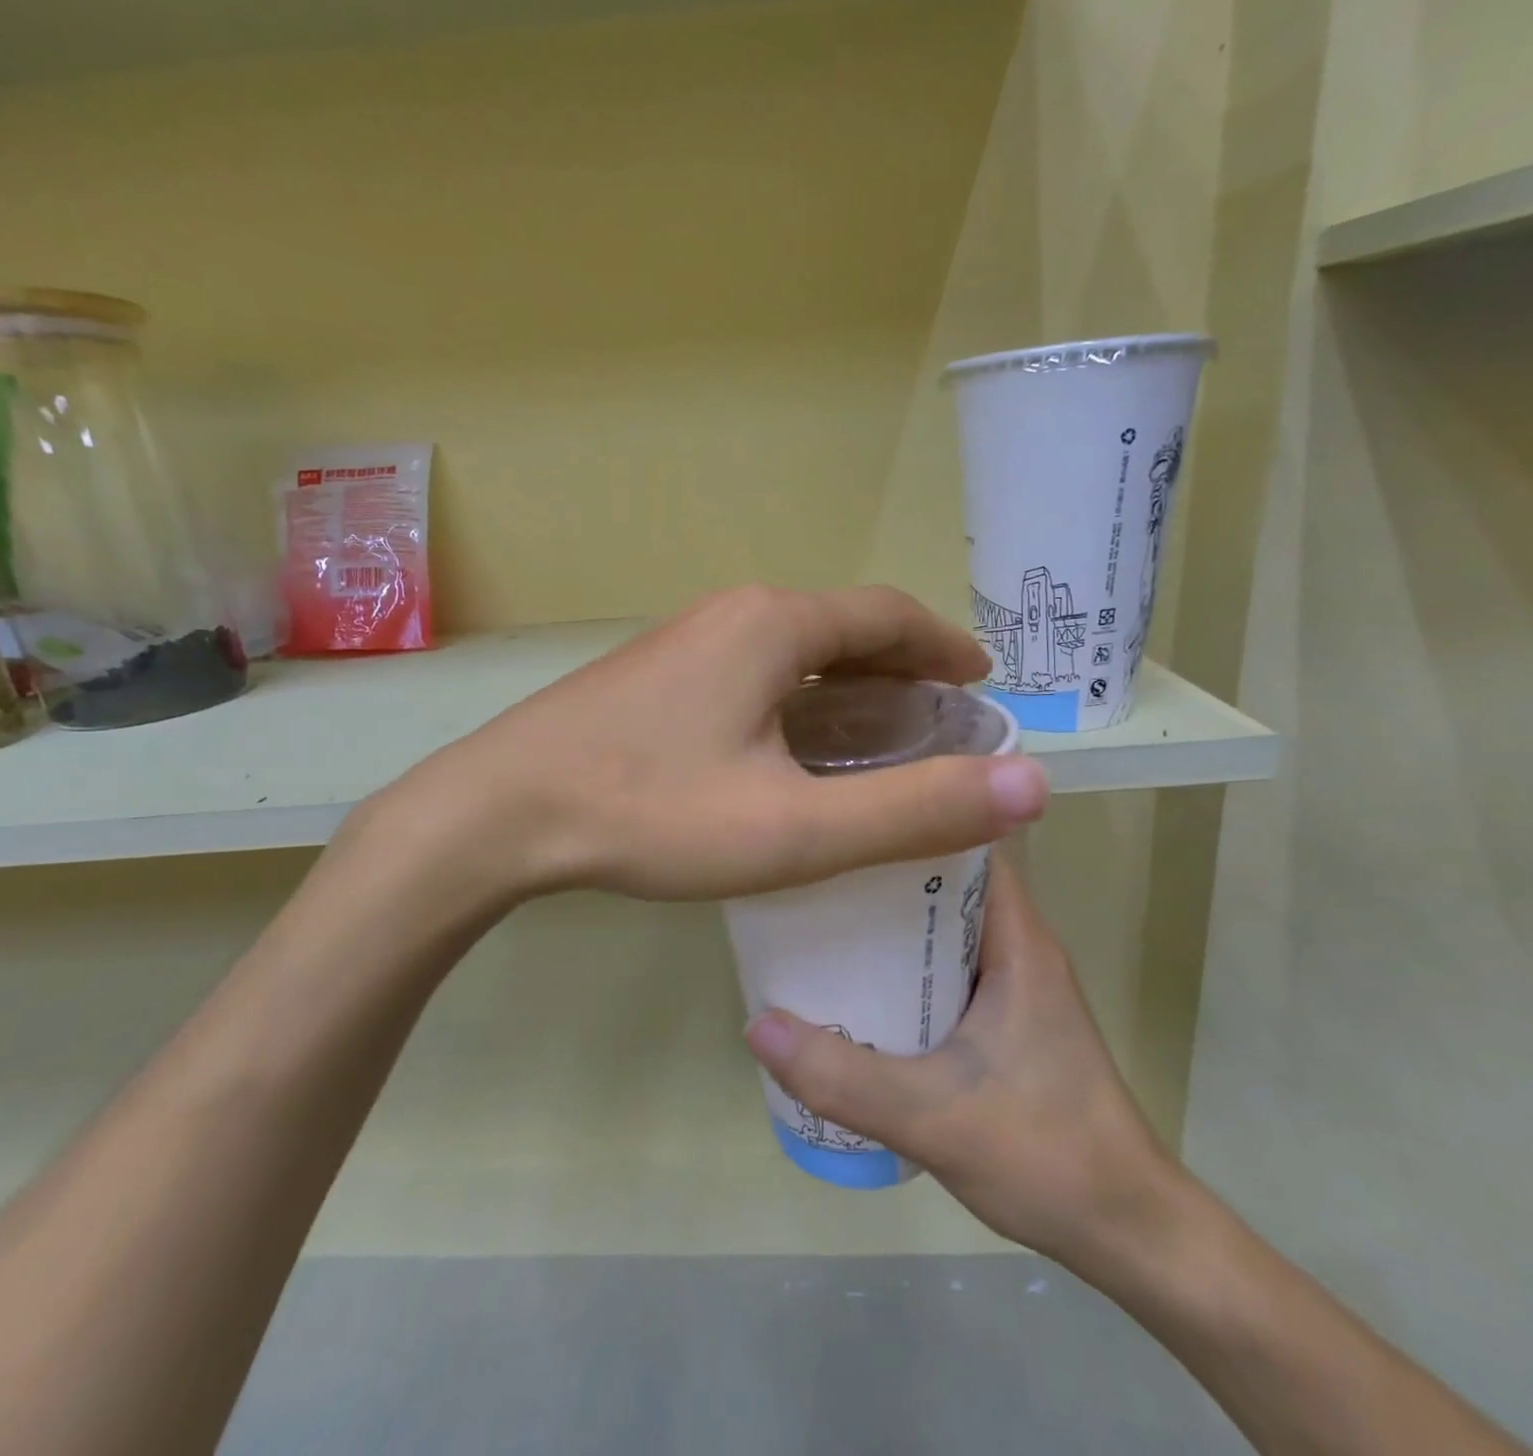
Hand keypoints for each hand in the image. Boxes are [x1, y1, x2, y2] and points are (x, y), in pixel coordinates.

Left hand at [368, 585, 1051, 903]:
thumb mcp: (795, 828)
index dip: (942, 645)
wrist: (502, 812)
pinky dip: (795, 699)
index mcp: (774, 627)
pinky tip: (790, 747)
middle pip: (840, 628)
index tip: (979, 681)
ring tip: (877, 733)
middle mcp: (730, 616)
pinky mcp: (653, 677)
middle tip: (937, 717)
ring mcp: (683, 643)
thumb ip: (913, 809)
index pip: (886, 614)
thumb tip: (1031, 786)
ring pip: (791, 652)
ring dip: (845, 684)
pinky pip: (750, 672)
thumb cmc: (652, 813)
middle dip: (898, 666)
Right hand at [743, 853, 1178, 1284]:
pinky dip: (902, 961)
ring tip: (818, 911)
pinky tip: (854, 980)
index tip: (850, 806)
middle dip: (881, 867)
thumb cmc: (1046, 1154)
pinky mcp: (1006, 1017)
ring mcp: (1014, 982)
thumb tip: (757, 1023)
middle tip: (812, 862)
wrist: (1126, 1231)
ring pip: (942, 924)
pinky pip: (944, 964)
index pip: (969, 840)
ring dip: (888, 918)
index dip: (913, 813)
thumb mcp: (931, 1116)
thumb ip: (841, 1077)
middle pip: (945, 877)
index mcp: (1017, 939)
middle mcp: (1018, 945)